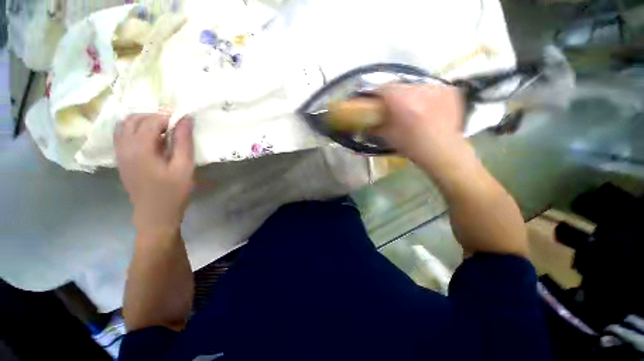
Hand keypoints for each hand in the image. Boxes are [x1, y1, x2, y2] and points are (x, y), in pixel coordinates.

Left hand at [114, 114, 193, 234]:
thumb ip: (184, 142)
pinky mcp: (121, 159)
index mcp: (140, 148)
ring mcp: (119, 153)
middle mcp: (124, 147)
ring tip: (163, 130)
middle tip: (175, 125)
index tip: (184, 121)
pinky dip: (135, 130)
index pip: (151, 121)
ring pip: (124, 125)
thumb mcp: (184, 167)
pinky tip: (151, 139)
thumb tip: (186, 119)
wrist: (155, 215)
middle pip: (134, 119)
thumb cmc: (173, 192)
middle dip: (155, 116)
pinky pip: (122, 135)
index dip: (168, 117)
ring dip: (143, 121)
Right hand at [374, 84, 464, 168]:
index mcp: (402, 100)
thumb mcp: (388, 136)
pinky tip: (427, 109)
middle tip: (394, 108)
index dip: (376, 94)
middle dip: (394, 96)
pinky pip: (432, 90)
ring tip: (412, 109)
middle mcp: (419, 89)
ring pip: (416, 87)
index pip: (383, 88)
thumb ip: (376, 126)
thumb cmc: (412, 145)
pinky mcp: (449, 91)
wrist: (442, 151)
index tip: (375, 101)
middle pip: (400, 86)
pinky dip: (426, 97)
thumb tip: (367, 123)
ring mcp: (436, 88)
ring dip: (411, 96)